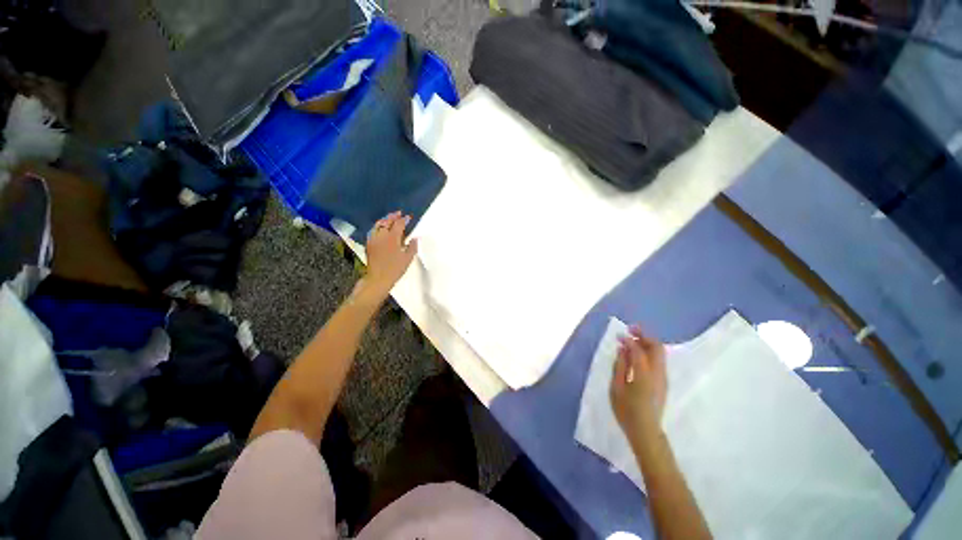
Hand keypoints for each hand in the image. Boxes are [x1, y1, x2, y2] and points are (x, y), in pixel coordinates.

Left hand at [362, 211, 417, 298]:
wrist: (378, 278)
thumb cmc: (395, 269)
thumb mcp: (407, 259)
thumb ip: (412, 247)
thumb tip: (415, 238)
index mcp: (392, 238)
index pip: (399, 224)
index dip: (404, 219)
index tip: (409, 217)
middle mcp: (381, 236)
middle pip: (387, 221)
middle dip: (393, 216)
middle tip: (399, 213)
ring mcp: (373, 239)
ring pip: (378, 224)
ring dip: (384, 220)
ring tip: (390, 218)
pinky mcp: (369, 244)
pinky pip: (373, 231)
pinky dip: (378, 226)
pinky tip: (381, 229)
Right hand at [610, 325, 667, 442]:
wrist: (645, 431)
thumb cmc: (626, 410)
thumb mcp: (616, 387)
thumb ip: (619, 365)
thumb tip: (622, 349)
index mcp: (644, 373)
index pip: (638, 349)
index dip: (629, 339)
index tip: (619, 335)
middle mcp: (657, 372)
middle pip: (656, 346)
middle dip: (644, 335)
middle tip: (630, 330)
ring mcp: (663, 377)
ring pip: (659, 353)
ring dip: (647, 343)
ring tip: (632, 340)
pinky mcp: (663, 382)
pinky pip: (658, 360)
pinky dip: (649, 352)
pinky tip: (637, 355)